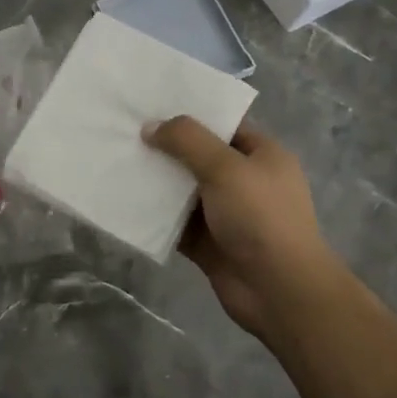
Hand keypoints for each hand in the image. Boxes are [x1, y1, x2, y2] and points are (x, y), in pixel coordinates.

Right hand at [144, 117, 349, 342]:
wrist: (279, 291)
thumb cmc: (260, 217)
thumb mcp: (226, 167)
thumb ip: (187, 141)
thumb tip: (150, 126)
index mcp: (262, 156)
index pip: (223, 125)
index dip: (190, 116)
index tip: (151, 106)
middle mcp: (245, 182)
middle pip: (199, 157)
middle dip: (166, 148)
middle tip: (125, 132)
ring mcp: (226, 214)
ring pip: (184, 191)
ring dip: (156, 182)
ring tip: (117, 162)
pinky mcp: (208, 243)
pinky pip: (175, 223)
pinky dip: (154, 215)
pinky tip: (124, 201)